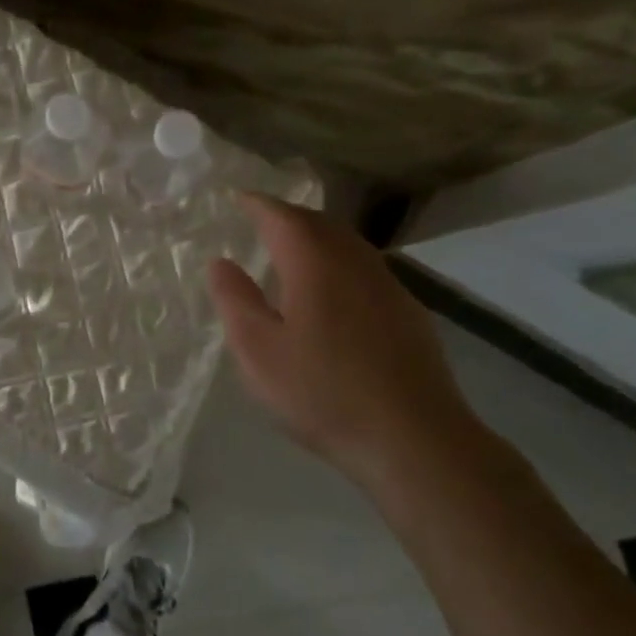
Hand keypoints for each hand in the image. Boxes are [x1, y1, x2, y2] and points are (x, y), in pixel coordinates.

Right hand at [208, 193, 481, 484]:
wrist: (414, 438)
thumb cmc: (323, 392)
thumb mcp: (258, 351)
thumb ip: (235, 301)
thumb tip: (221, 262)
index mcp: (314, 264)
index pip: (282, 216)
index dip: (258, 204)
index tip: (238, 198)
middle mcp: (355, 263)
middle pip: (319, 223)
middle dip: (287, 216)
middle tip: (260, 220)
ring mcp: (388, 286)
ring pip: (347, 244)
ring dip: (317, 237)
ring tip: (291, 249)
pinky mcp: (408, 313)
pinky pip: (365, 268)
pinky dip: (339, 261)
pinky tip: (331, 291)